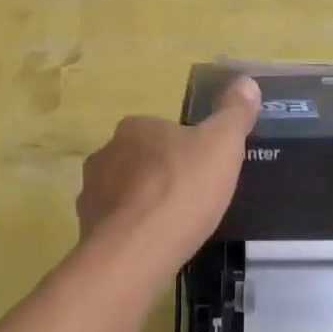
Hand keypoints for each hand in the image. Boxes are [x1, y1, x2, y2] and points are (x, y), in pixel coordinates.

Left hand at [77, 76, 260, 274]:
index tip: (203, 169)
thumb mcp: (222, 145)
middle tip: (191, 198)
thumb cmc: (182, 189)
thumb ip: (234, 113)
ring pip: (124, 192)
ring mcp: (92, 192)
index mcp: (135, 128)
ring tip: (172, 226)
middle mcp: (105, 153)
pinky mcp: (86, 227)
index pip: (162, 130)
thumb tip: (246, 82)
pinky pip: (114, 224)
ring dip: (143, 203)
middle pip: (141, 160)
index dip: (185, 149)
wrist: (137, 250)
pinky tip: (152, 245)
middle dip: (161, 175)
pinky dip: (131, 230)